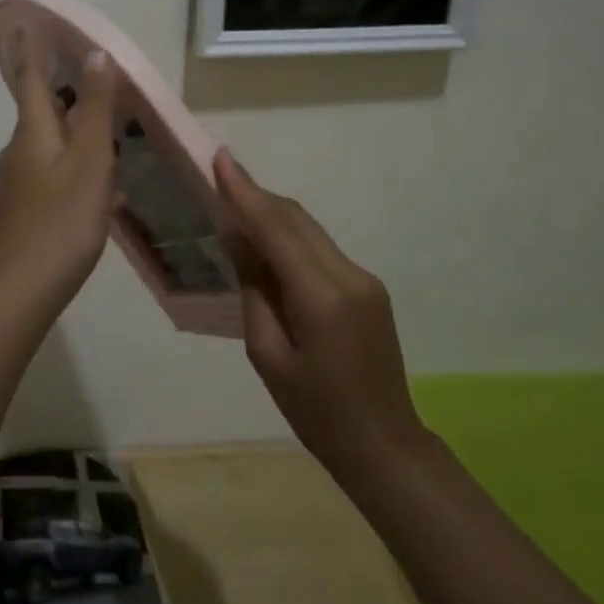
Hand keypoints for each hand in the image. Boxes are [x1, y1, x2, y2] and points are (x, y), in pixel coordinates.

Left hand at [0, 30, 119, 313]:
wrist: (23, 289)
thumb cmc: (62, 219)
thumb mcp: (89, 159)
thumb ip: (94, 108)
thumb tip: (95, 54)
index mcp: (32, 131)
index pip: (30, 77)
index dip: (33, 50)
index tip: (32, 23)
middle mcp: (20, 149)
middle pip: (44, 110)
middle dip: (68, 93)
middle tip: (99, 83)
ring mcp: (22, 182)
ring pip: (54, 144)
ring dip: (80, 133)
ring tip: (114, 135)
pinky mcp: (29, 209)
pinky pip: (57, 173)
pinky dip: (81, 168)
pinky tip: (107, 189)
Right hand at [215, 149, 423, 473]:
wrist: (384, 446)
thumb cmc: (316, 412)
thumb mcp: (268, 356)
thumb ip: (254, 292)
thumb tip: (241, 243)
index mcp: (321, 297)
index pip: (276, 229)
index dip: (245, 191)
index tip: (220, 158)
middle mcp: (348, 275)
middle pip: (296, 219)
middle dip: (256, 195)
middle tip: (219, 176)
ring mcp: (364, 279)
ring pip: (309, 230)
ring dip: (272, 215)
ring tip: (235, 207)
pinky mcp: (368, 288)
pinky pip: (320, 249)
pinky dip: (290, 238)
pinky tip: (267, 245)